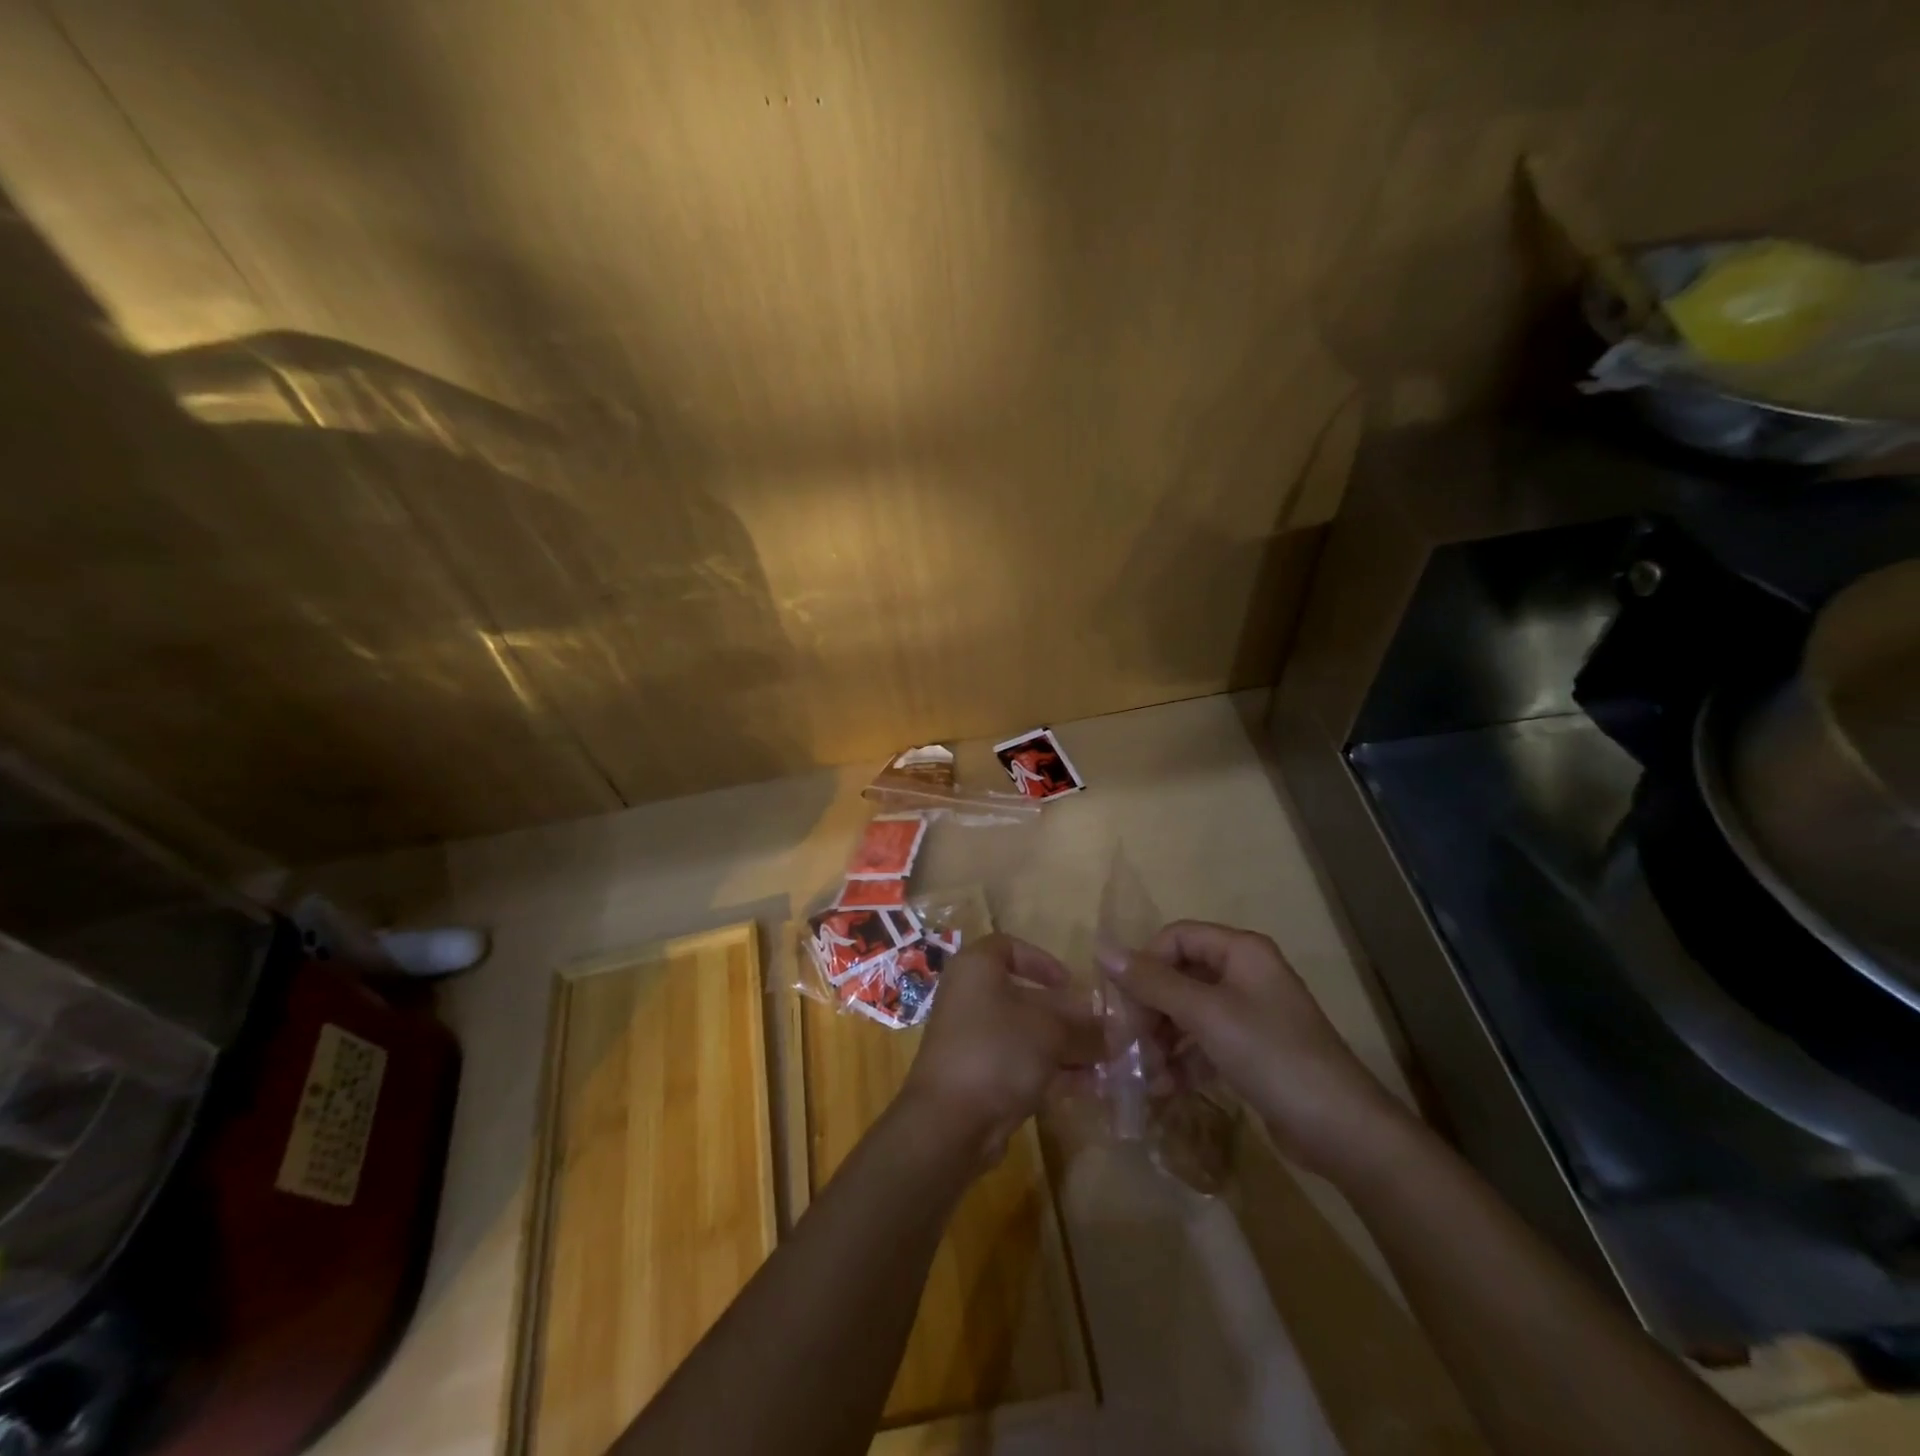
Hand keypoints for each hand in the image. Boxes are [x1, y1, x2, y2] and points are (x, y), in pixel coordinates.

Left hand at [902, 934, 1100, 1169]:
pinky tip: (1089, 1087)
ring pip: (1026, 1035)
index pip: (1008, 947)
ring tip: (1108, 1064)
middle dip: (1067, 1015)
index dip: (1042, 960)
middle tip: (1105, 1032)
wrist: (949, 1122)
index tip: (1071, 983)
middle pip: (1024, 997)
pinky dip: (1052, 1072)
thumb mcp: (1051, 1032)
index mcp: (977, 968)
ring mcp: (972, 1040)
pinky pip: (1020, 1065)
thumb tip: (1121, 1030)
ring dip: (1066, 1047)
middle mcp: (970, 998)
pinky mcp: (977, 1078)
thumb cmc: (997, 1051)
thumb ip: (1086, 1028)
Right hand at [1107, 920, 1409, 1178]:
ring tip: (1144, 1074)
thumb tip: (1102, 949)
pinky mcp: (1251, 1051)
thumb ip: (1152, 982)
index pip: (1175, 937)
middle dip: (1150, 1009)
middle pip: (1179, 975)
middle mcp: (1244, 974)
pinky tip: (1165, 1088)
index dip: (1144, 964)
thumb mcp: (1206, 1014)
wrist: (1343, 1130)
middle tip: (1126, 1044)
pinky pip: (1204, 1043)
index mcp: (1240, 951)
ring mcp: (1250, 1014)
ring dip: (1161, 1040)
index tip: (1120, 1002)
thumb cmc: (1271, 1055)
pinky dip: (1182, 1061)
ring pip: (1188, 1013)